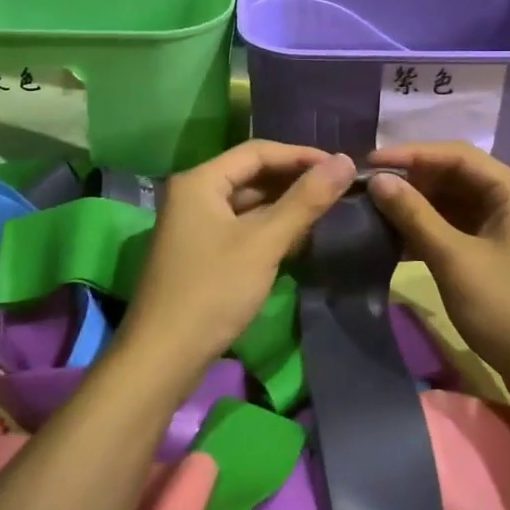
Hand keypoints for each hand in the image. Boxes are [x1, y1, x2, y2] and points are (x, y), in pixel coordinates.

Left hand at [120, 141, 354, 380]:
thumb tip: (346, 161)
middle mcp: (193, 194)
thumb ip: (305, 200)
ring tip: (326, 211)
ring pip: (247, 203)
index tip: (342, 166)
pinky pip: (241, 227)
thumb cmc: (213, 291)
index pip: (257, 151)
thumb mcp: (264, 243)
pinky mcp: (200, 252)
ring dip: (284, 206)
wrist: (164, 357)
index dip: (301, 155)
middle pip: (251, 175)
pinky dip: (269, 229)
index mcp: (200, 181)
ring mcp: (194, 225)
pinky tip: (299, 238)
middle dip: (294, 181)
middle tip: (339, 189)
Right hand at [367, 142, 509, 400]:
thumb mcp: (455, 260)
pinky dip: (431, 231)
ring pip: (456, 203)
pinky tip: (397, 242)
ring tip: (375, 212)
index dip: (411, 154)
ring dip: (418, 208)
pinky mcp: (501, 254)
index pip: (458, 155)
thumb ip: (415, 216)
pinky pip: (460, 228)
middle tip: (368, 189)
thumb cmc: (509, 311)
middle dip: (413, 181)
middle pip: (457, 176)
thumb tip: (378, 180)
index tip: (369, 163)